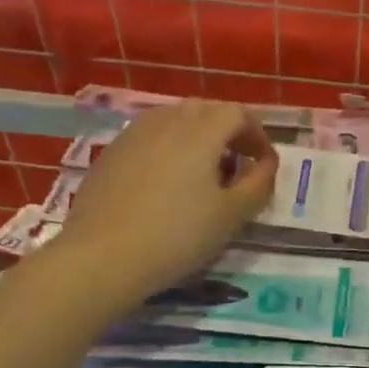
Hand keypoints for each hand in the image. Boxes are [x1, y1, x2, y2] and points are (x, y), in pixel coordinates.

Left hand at [61, 100, 276, 301]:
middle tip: (237, 166)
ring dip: (197, 138)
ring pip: (175, 120)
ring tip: (202, 174)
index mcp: (201, 130)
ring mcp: (133, 133)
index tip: (264, 164)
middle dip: (228, 133)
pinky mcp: (111, 152)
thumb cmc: (177, 235)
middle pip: (206, 111)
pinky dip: (168, 148)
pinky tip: (166, 184)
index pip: (238, 113)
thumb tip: (266, 164)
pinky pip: (150, 137)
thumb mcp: (231, 216)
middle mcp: (167, 120)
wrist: (102, 256)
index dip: (257, 135)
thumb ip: (258, 184)